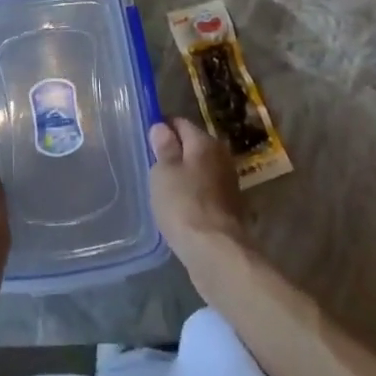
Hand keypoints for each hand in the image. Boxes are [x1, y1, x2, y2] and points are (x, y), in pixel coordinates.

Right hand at [148, 118, 247, 262]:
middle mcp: (221, 156)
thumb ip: (163, 147)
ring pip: (199, 170)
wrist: (217, 253)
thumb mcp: (164, 172)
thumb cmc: (184, 204)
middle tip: (152, 167)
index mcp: (205, 142)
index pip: (180, 123)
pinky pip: (205, 192)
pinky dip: (193, 196)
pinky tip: (180, 209)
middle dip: (174, 153)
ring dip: (184, 176)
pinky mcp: (229, 208)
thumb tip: (162, 127)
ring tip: (163, 189)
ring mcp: (228, 183)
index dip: (162, 128)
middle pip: (192, 146)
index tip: (146, 140)